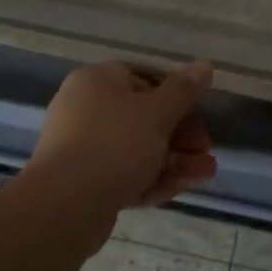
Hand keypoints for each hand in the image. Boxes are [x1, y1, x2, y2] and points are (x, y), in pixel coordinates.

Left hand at [25, 60, 216, 221]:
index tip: (198, 112)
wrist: (65, 206)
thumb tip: (205, 64)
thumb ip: (184, 90)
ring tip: (206, 172)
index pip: (142, 78)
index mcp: (97, 82)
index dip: (174, 94)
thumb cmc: (115, 143)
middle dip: (181, 134)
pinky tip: (181, 187)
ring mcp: (83, 149)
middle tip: (206, 148)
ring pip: (137, 149)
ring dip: (175, 159)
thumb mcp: (158, 112)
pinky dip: (153, 178)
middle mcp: (85, 110)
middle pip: (143, 116)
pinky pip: (124, 173)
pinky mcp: (84, 183)